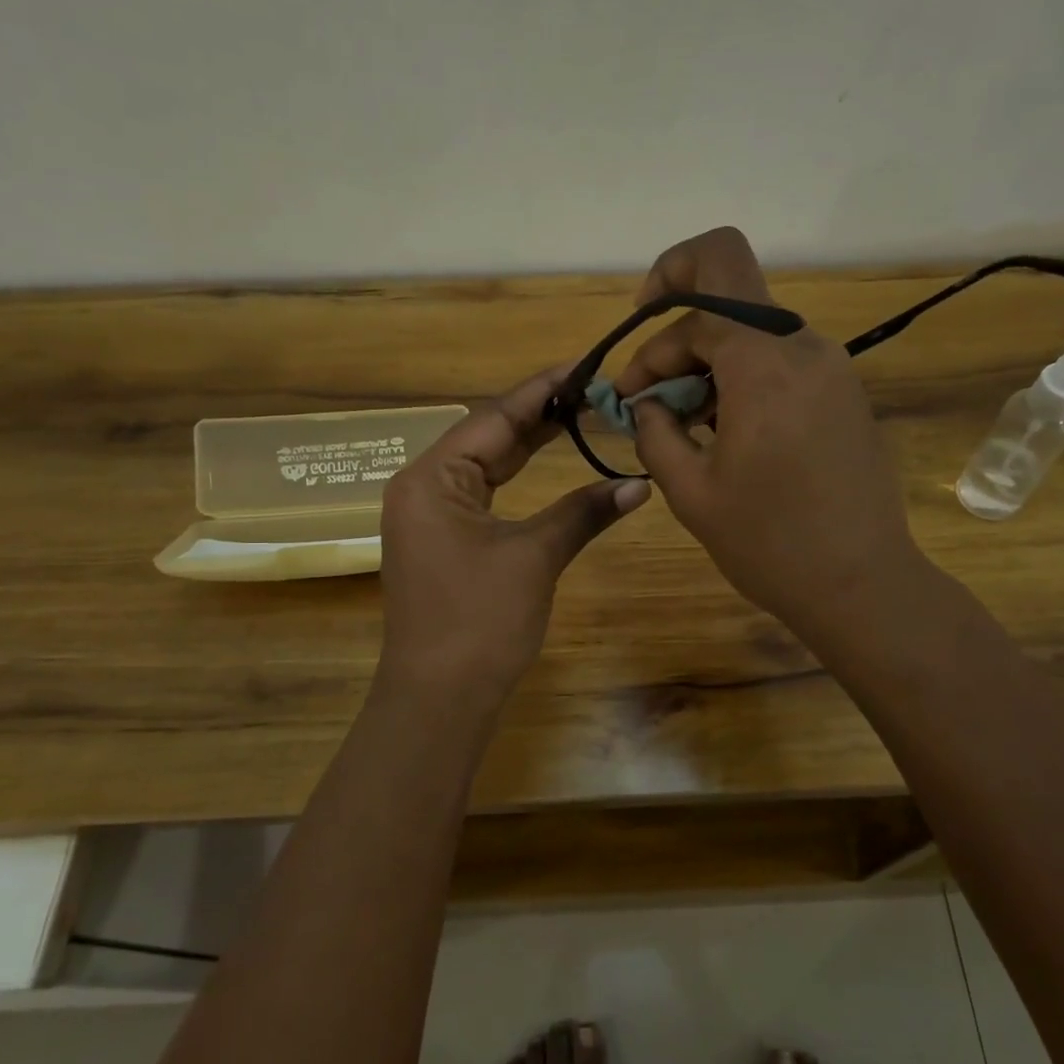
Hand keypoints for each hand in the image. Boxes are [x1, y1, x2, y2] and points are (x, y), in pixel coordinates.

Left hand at [378, 365, 650, 704]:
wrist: (441, 698)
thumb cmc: (480, 621)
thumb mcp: (534, 558)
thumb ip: (583, 512)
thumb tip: (639, 483)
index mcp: (432, 478)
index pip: (494, 416)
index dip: (542, 389)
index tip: (585, 364)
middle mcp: (424, 487)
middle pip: (489, 436)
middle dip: (540, 413)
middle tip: (593, 388)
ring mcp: (432, 516)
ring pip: (488, 465)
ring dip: (530, 443)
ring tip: (579, 413)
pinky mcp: (445, 542)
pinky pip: (486, 494)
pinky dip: (520, 479)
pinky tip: (547, 463)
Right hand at [620, 227, 922, 635]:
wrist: (862, 584)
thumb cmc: (770, 544)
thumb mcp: (691, 492)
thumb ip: (655, 433)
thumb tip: (645, 404)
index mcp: (762, 364)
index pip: (698, 295)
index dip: (651, 338)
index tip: (632, 393)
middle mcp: (803, 347)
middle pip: (729, 286)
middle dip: (678, 319)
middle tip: (654, 382)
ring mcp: (832, 368)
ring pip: (755, 324)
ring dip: (710, 356)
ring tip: (687, 416)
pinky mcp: (844, 392)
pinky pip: (782, 358)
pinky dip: (744, 375)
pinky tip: (727, 428)